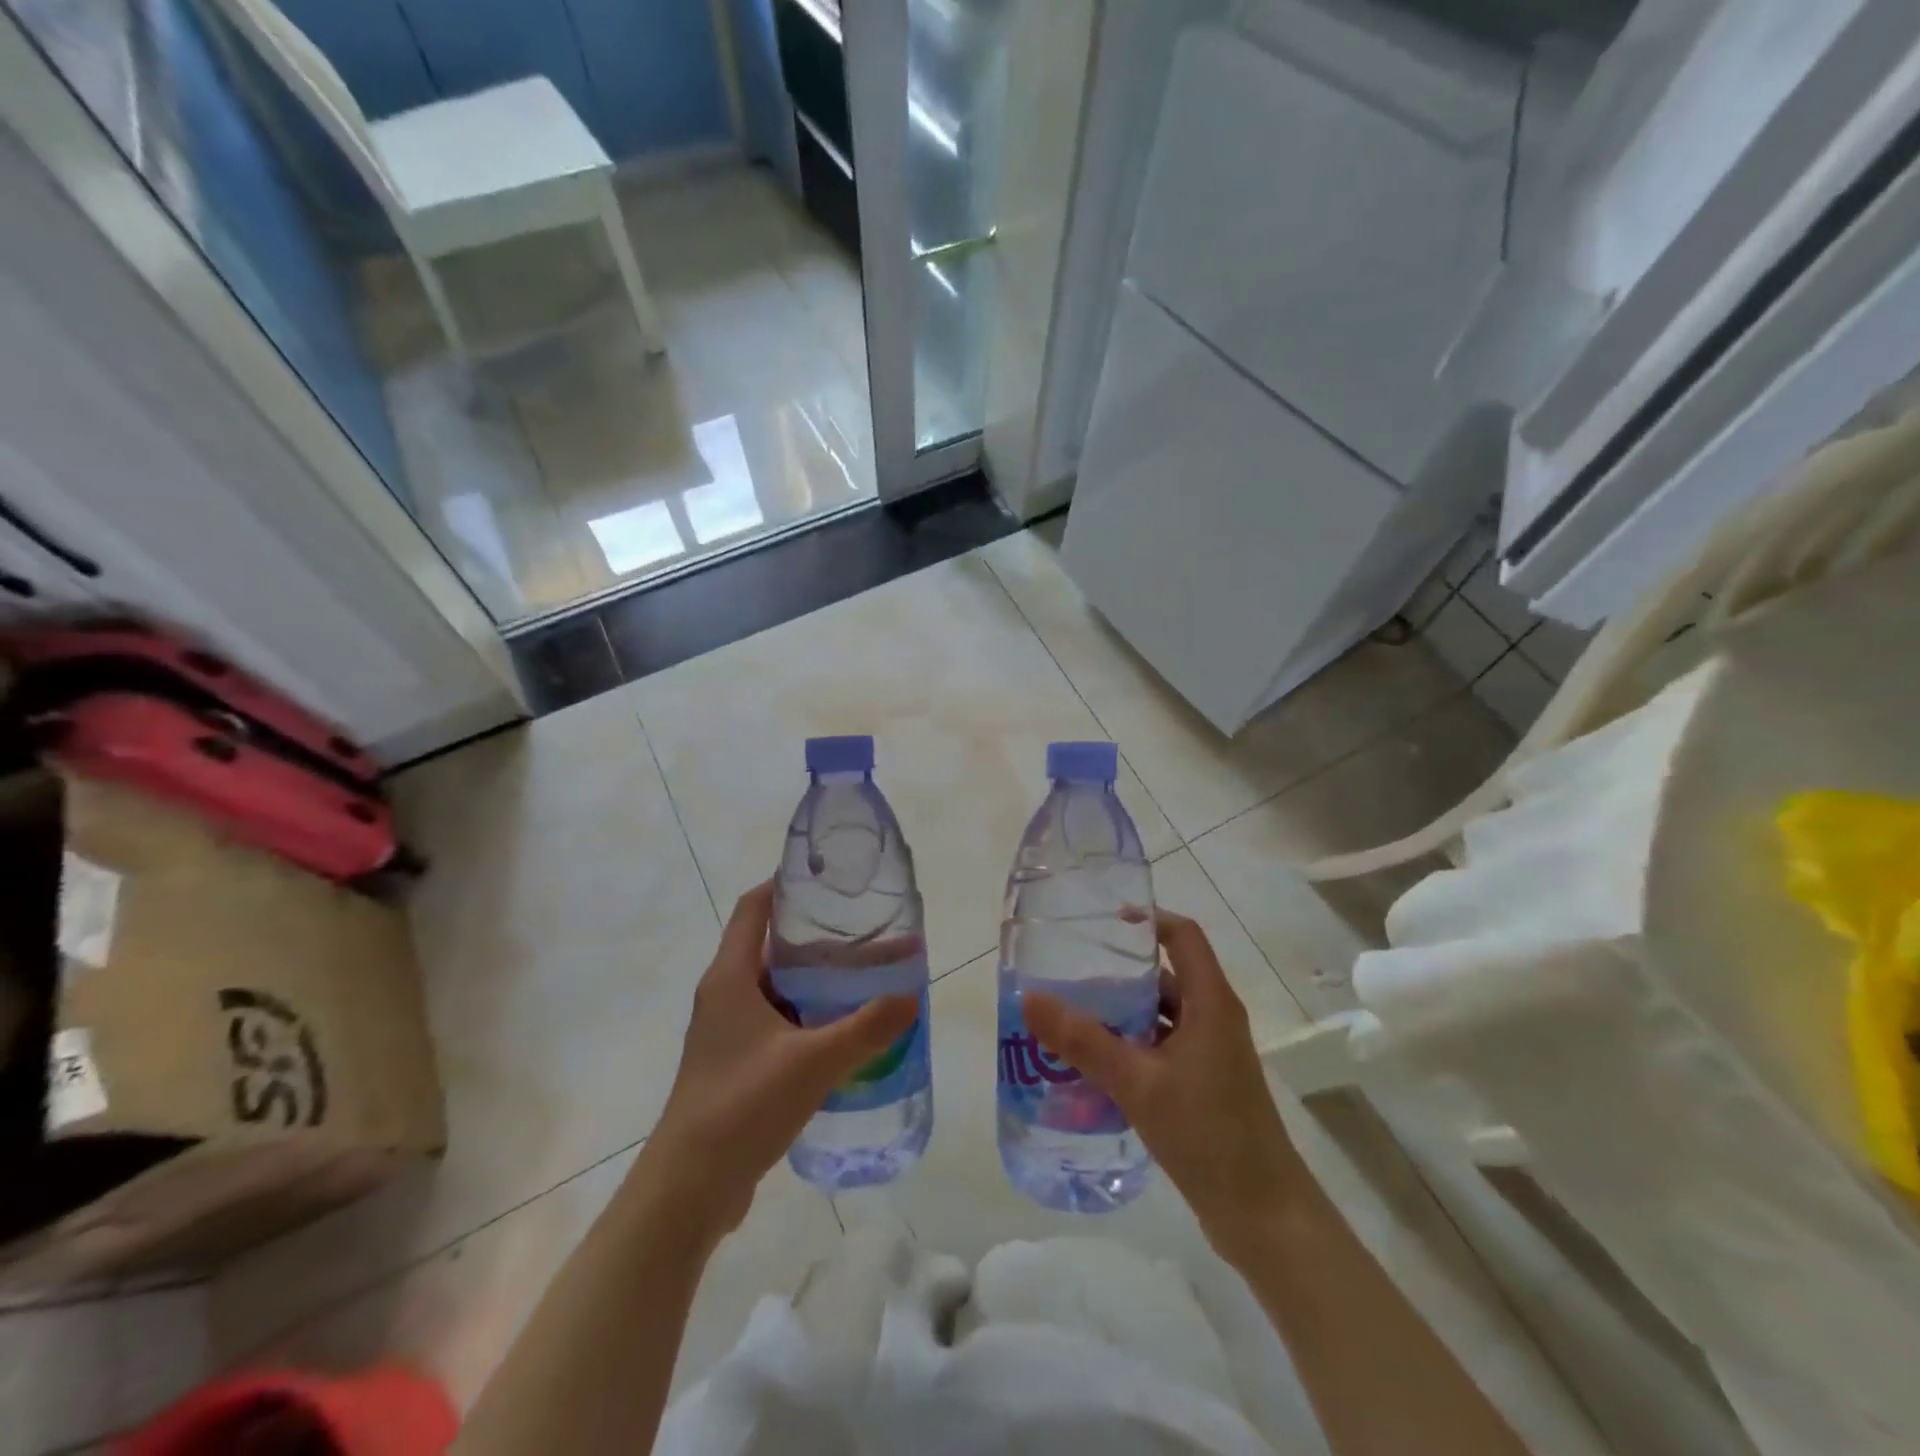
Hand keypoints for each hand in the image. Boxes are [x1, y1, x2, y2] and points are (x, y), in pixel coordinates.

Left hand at [642, 881, 918, 1241]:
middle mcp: (725, 995)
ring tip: (865, 975)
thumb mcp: (813, 1062)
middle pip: (771, 945)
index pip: (755, 907)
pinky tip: (844, 1030)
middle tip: (866, 930)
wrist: (688, 1189)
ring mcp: (728, 1032)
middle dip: (817, 936)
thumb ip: (866, 1028)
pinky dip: (809, 1015)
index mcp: (731, 976)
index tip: (829, 879)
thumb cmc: (742, 1106)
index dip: (787, 884)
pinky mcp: (736, 1064)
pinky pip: (777, 1022)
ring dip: (816, 980)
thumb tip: (911, 997)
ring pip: (777, 987)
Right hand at [1022, 910, 1306, 1261]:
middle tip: (1069, 973)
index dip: (1148, 919)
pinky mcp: (1204, 1085)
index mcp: (1210, 1003)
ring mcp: (1211, 1055)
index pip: (1183, 936)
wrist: (1264, 1217)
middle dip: (1120, 972)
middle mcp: (1213, 1019)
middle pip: (1166, 975)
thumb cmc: (1208, 1135)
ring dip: (1121, 1014)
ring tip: (1071, 1017)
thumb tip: (1030, 998)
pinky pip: (1162, 1048)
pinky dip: (1130, 1046)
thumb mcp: (1138, 1082)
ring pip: (1161, 1016)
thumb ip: (1083, 1041)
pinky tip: (1094, 1064)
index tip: (1103, 921)